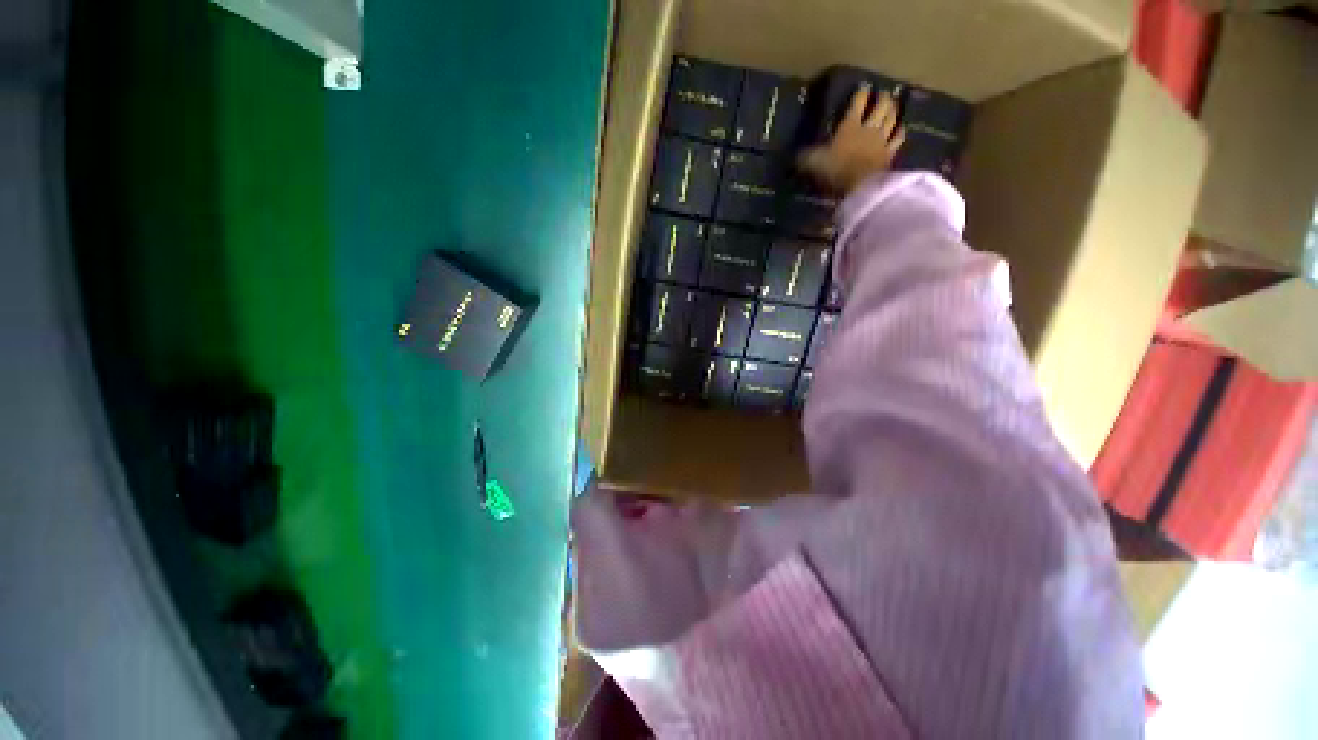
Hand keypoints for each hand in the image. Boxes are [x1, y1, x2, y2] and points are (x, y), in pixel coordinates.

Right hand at [798, 85, 904, 194]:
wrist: (859, 186)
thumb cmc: (835, 170)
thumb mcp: (814, 163)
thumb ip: (806, 158)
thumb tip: (796, 155)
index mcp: (850, 125)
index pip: (857, 102)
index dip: (861, 94)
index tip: (863, 88)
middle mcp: (868, 127)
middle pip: (881, 106)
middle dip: (882, 99)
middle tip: (882, 95)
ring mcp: (881, 140)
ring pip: (891, 119)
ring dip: (893, 110)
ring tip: (892, 106)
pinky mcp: (889, 153)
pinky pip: (898, 138)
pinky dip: (899, 131)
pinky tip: (900, 128)